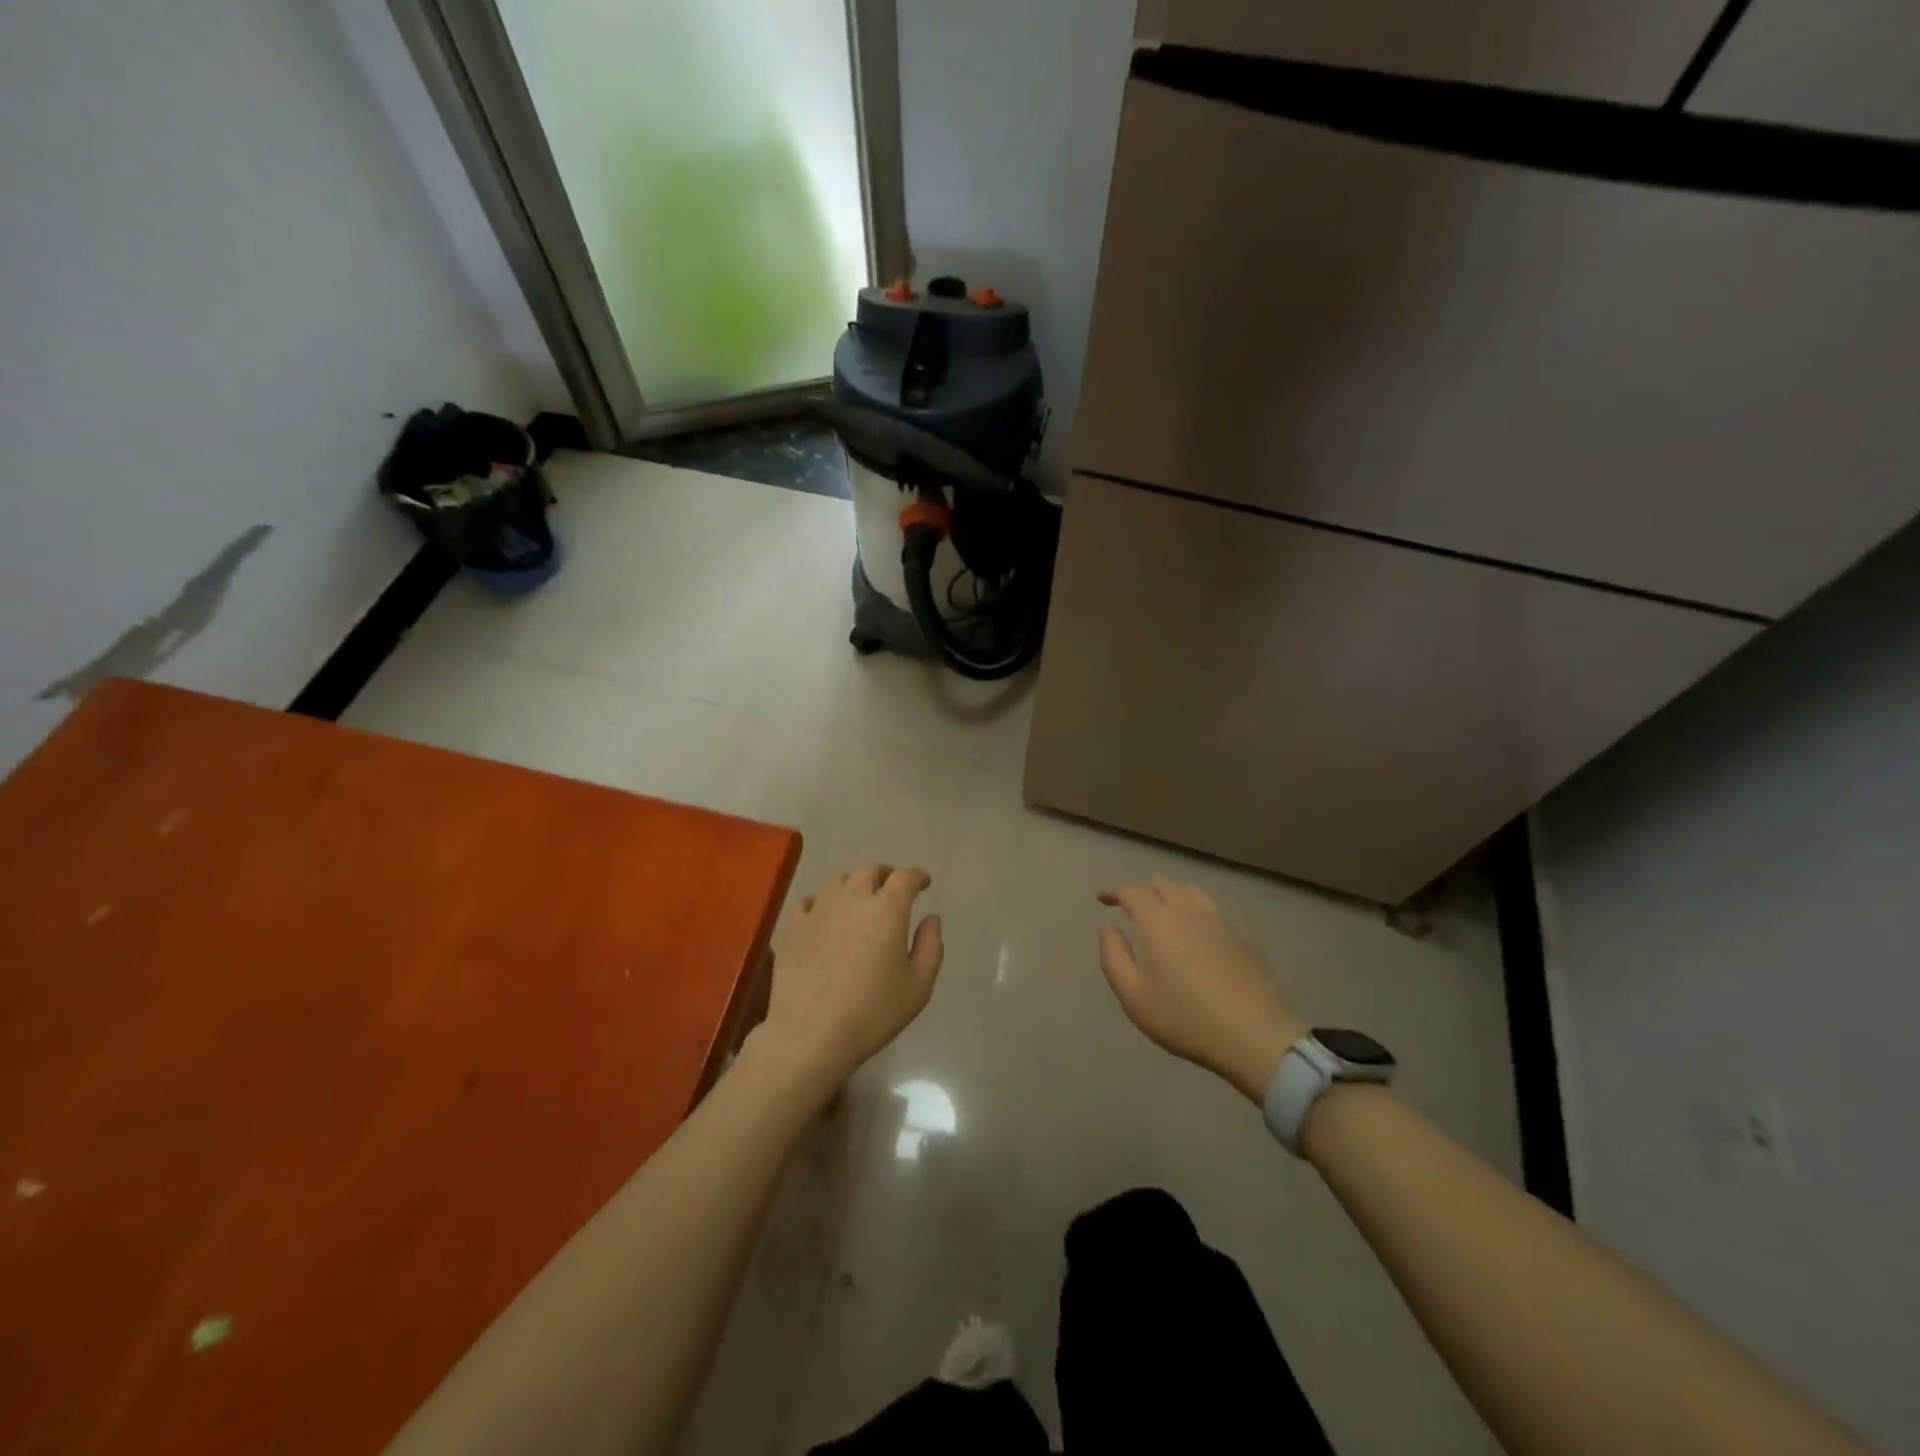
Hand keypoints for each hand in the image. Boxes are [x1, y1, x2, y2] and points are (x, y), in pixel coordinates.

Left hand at [757, 864, 943, 1091]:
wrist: (810, 1034)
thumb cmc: (873, 1013)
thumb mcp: (918, 986)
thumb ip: (931, 946)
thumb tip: (931, 919)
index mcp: (887, 909)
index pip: (905, 877)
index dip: (917, 876)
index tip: (924, 882)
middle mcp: (852, 899)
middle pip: (870, 871)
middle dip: (886, 875)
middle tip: (893, 889)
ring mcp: (819, 910)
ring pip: (838, 880)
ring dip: (854, 884)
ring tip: (859, 899)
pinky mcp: (793, 926)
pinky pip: (809, 901)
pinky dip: (823, 901)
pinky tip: (825, 915)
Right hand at [1097, 877, 1307, 1103]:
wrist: (1256, 1037)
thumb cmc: (1186, 1019)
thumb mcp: (1134, 997)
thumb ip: (1114, 957)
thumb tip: (1108, 928)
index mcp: (1158, 922)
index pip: (1133, 890)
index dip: (1114, 891)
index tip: (1103, 899)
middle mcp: (1189, 911)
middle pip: (1163, 883)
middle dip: (1143, 890)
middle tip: (1131, 908)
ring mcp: (1221, 921)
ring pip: (1191, 891)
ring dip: (1171, 894)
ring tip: (1164, 913)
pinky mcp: (1245, 936)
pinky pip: (1215, 910)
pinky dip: (1198, 911)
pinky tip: (1199, 932)